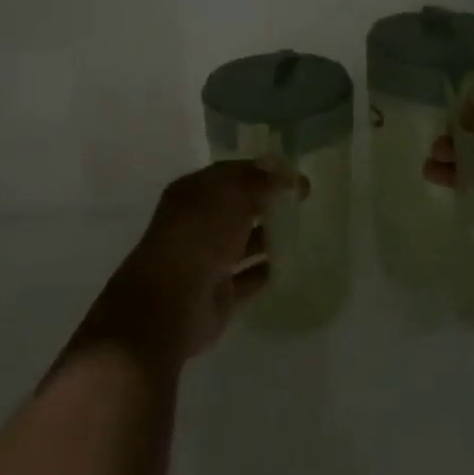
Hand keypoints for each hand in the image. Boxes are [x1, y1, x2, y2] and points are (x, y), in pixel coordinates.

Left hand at [91, 160, 297, 362]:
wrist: (171, 303)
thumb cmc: (199, 236)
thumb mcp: (232, 196)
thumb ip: (260, 181)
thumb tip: (284, 171)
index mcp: (193, 192)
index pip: (232, 173)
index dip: (263, 171)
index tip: (295, 175)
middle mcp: (198, 223)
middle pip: (238, 206)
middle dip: (267, 201)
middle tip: (302, 199)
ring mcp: (208, 259)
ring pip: (244, 241)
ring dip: (268, 234)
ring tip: (300, 228)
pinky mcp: (220, 293)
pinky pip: (248, 277)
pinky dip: (266, 270)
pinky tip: (288, 263)